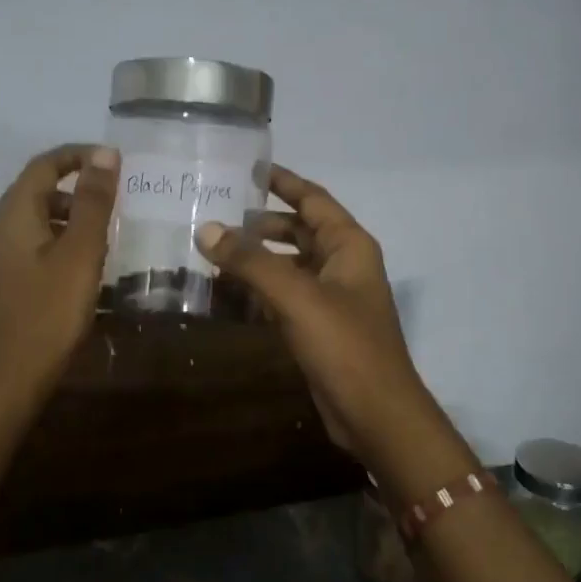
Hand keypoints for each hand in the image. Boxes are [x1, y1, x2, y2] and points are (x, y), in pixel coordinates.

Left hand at [0, 143, 119, 404]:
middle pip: (38, 190)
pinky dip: (64, 241)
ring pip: (39, 219)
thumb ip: (93, 204)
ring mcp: (2, 258)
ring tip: (108, 231)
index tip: (115, 162)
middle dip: (78, 186)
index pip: (43, 165)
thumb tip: (105, 154)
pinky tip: (87, 264)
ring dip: (73, 215)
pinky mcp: (10, 282)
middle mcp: (2, 230)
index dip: (77, 155)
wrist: (11, 377)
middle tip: (117, 197)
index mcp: (15, 216)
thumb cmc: (49, 313)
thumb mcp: (80, 254)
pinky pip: (38, 245)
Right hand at [195, 166, 440, 471]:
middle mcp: (342, 265)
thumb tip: (206, 230)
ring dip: (254, 260)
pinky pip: (282, 297)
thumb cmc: (344, 346)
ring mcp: (330, 299)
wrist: (374, 414)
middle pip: (297, 232)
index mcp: (349, 246)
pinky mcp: (317, 328)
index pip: (312, 200)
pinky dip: (257, 292)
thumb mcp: (296, 296)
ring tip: (210, 252)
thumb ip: (251, 262)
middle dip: (259, 224)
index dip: (282, 182)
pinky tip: (225, 294)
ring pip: (287, 267)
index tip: (246, 168)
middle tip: (215, 214)